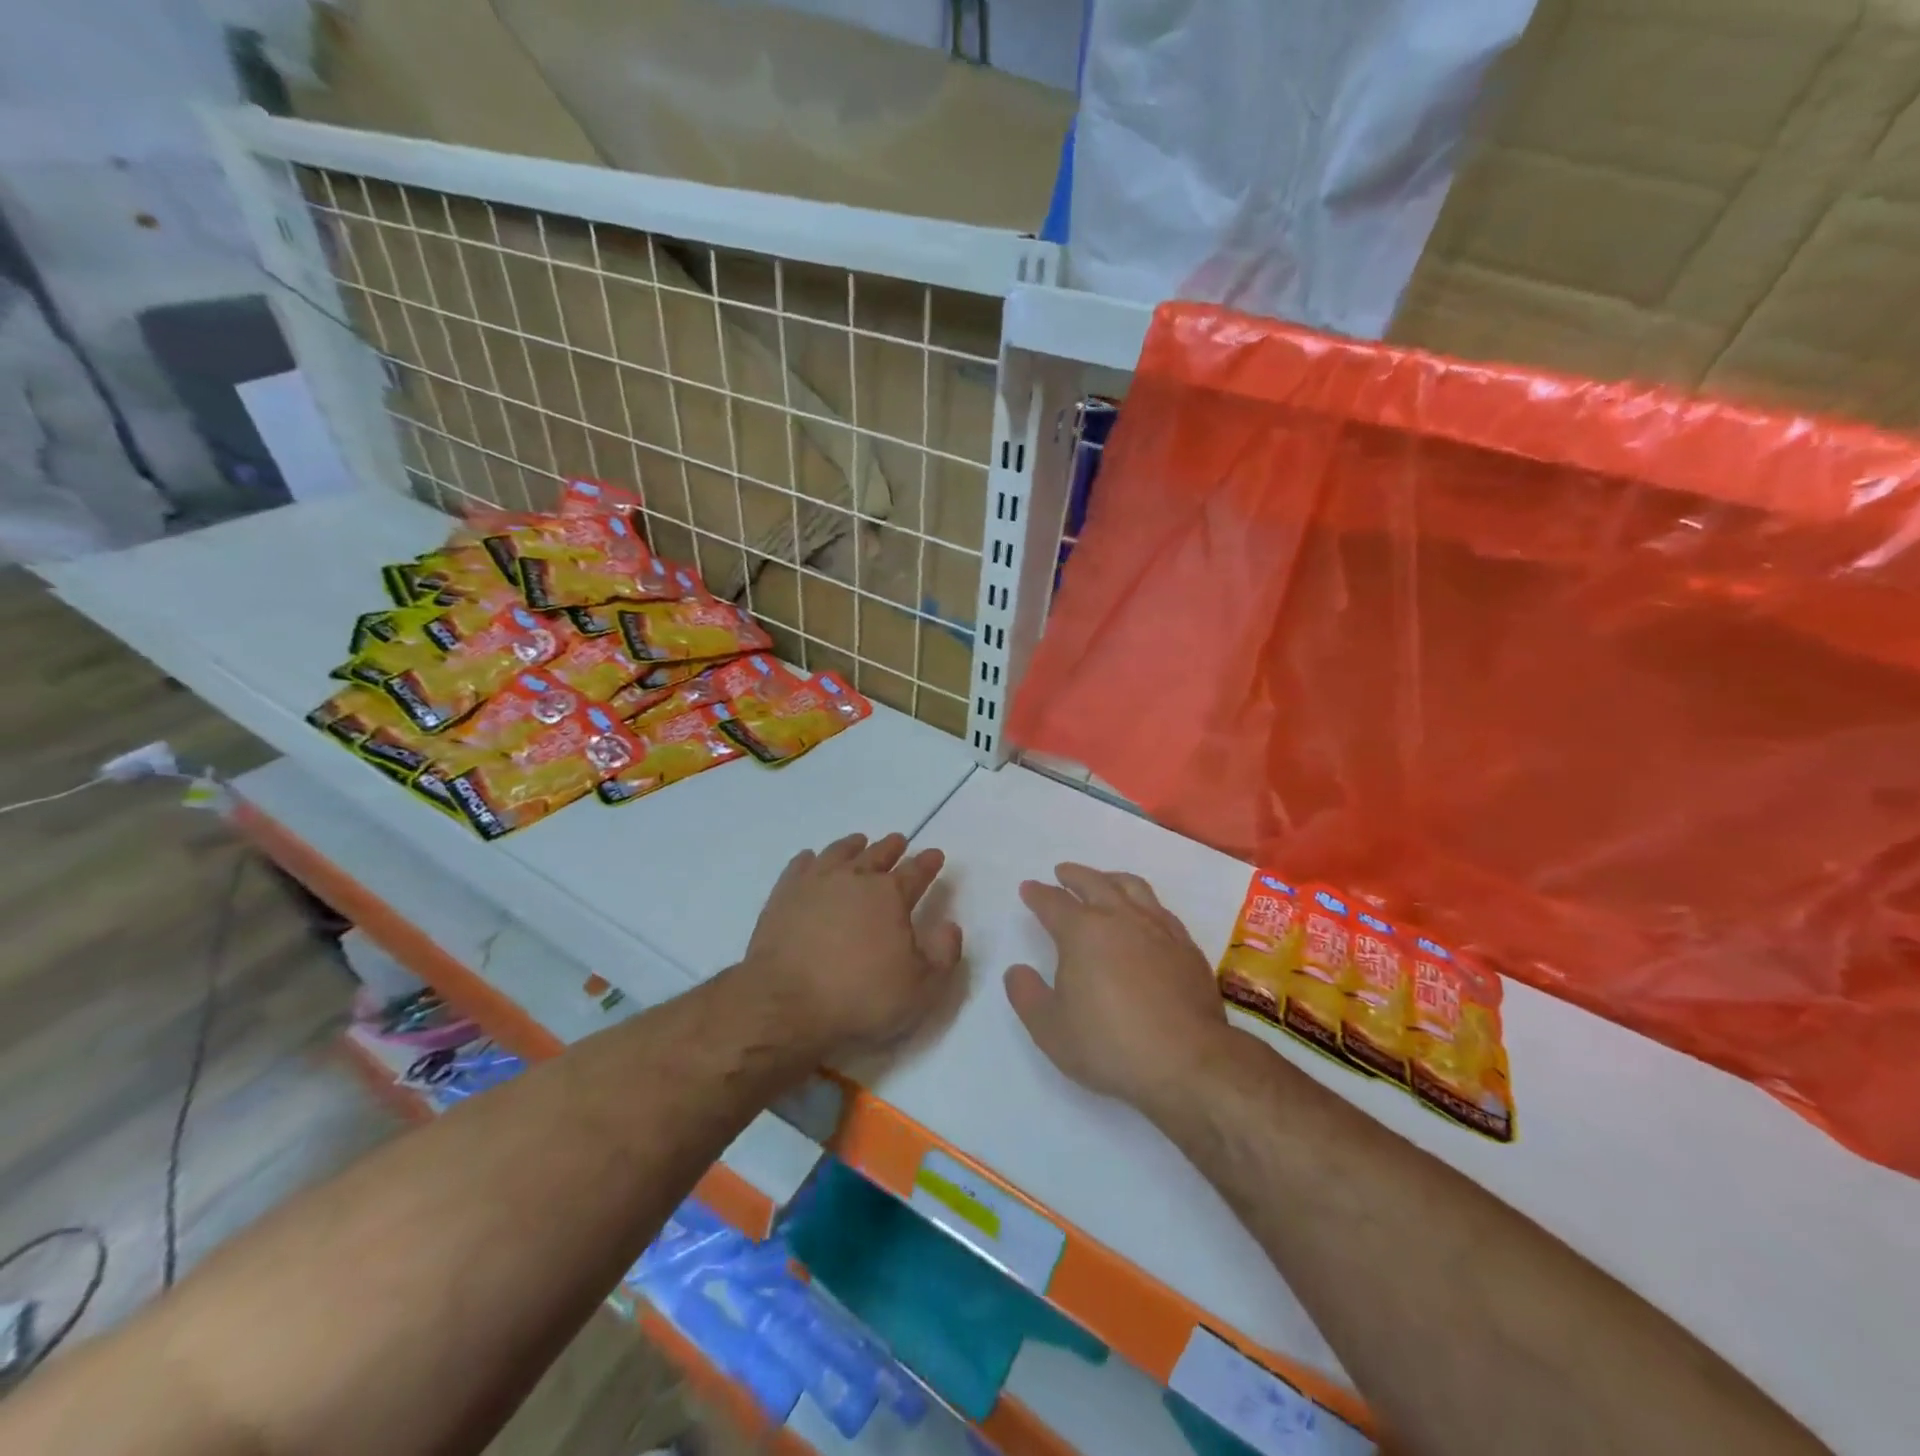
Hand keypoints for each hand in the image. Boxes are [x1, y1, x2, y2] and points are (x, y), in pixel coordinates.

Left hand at [736, 832, 962, 1059]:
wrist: (784, 1004)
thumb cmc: (859, 997)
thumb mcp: (920, 988)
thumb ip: (943, 954)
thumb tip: (949, 926)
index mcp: (890, 895)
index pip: (916, 872)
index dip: (928, 863)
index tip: (935, 854)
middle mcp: (854, 879)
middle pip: (877, 855)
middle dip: (892, 848)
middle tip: (899, 840)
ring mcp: (815, 883)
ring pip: (838, 853)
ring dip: (852, 846)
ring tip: (859, 841)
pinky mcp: (783, 896)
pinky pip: (800, 866)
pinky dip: (810, 859)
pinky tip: (811, 859)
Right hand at [1004, 864, 1227, 1111]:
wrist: (1188, 1062)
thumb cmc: (1109, 1045)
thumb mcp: (1050, 1029)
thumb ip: (1026, 995)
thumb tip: (1017, 970)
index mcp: (1082, 932)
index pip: (1054, 903)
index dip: (1038, 894)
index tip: (1028, 888)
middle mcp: (1120, 918)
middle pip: (1094, 882)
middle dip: (1074, 875)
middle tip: (1062, 873)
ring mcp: (1158, 929)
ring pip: (1132, 887)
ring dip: (1111, 879)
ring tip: (1104, 881)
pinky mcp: (1186, 947)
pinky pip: (1161, 910)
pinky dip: (1144, 903)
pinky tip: (1144, 916)